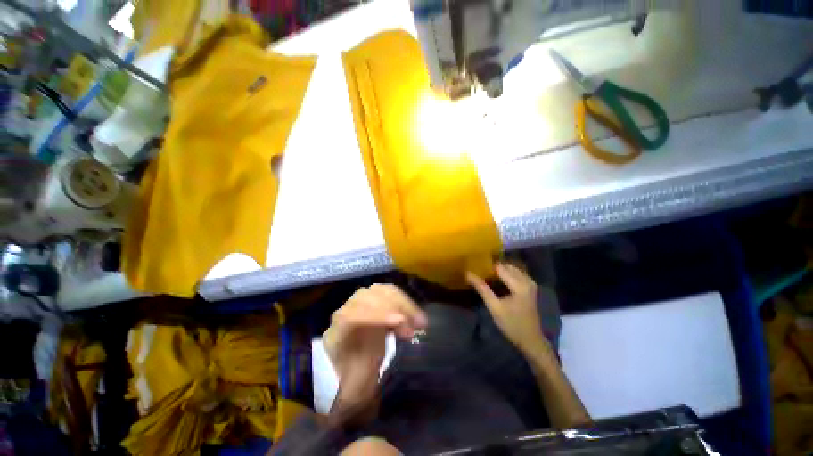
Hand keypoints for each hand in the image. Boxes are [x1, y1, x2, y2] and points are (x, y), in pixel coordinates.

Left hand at [323, 284, 427, 409]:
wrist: (347, 364)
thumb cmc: (350, 379)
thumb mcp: (353, 391)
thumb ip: (359, 388)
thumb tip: (367, 394)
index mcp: (336, 333)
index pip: (352, 315)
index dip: (375, 315)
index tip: (400, 321)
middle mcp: (346, 311)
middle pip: (368, 297)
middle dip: (394, 308)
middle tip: (416, 327)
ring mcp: (360, 302)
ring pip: (381, 291)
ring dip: (403, 303)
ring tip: (419, 321)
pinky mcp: (373, 300)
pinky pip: (389, 293)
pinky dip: (404, 301)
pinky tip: (414, 315)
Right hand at [467, 263, 547, 355]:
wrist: (531, 339)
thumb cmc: (511, 324)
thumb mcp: (494, 307)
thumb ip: (482, 289)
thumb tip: (468, 274)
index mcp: (519, 284)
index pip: (500, 267)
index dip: (487, 267)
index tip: (476, 268)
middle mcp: (527, 280)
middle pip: (506, 266)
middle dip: (493, 268)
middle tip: (480, 272)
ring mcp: (530, 283)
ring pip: (512, 269)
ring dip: (500, 271)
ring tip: (486, 276)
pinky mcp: (530, 287)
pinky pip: (516, 274)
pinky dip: (506, 274)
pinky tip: (497, 281)